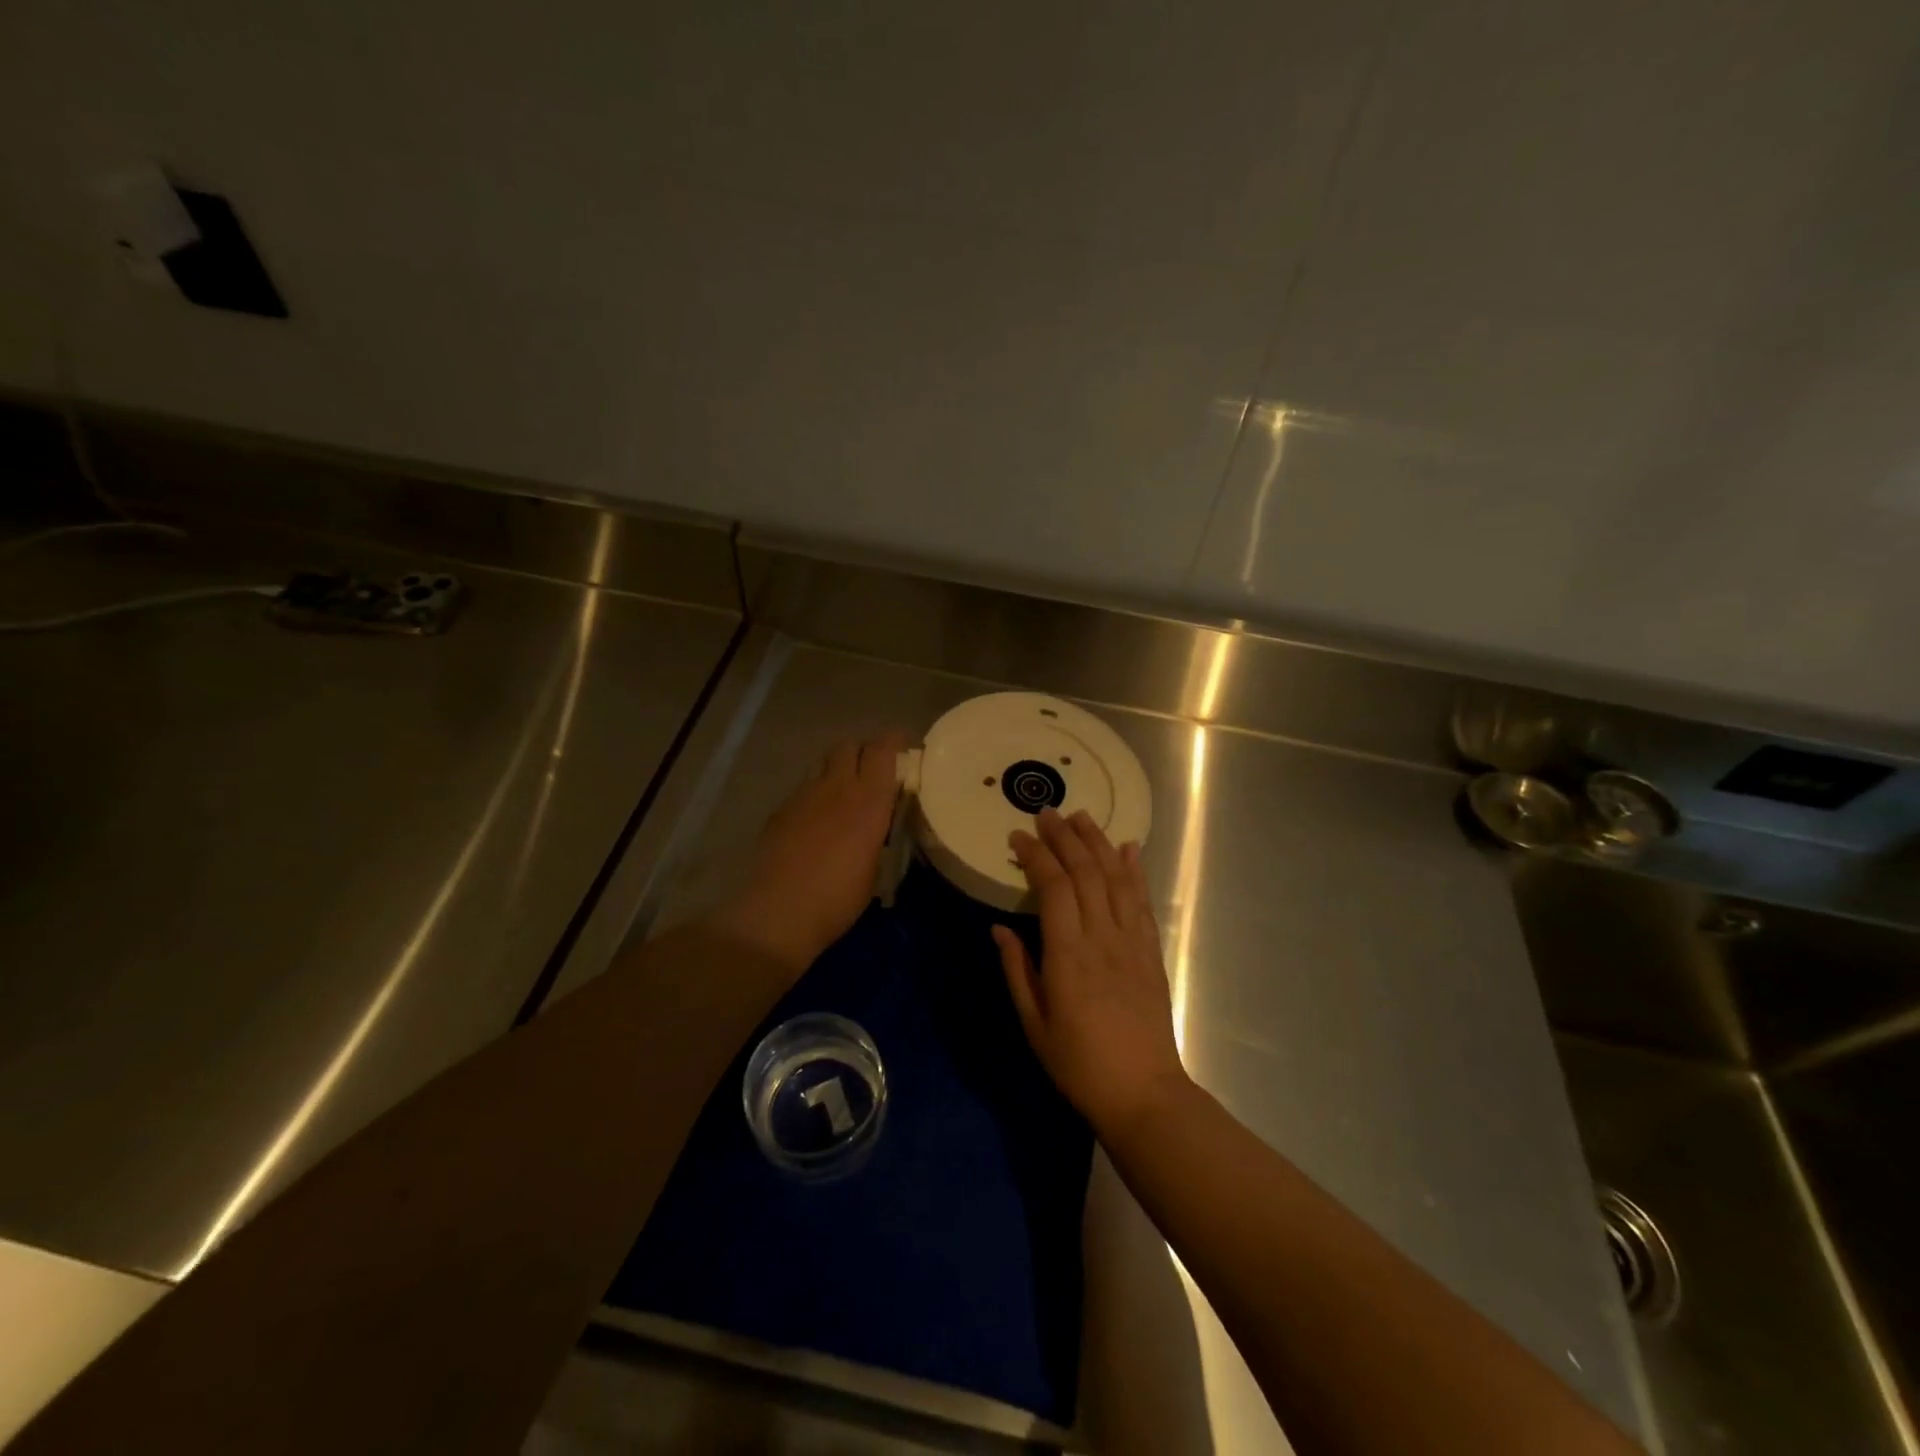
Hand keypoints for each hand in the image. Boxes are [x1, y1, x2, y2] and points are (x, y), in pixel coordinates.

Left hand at [708, 733, 906, 976]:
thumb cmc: (839, 898)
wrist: (780, 912)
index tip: (904, 746)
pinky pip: (804, 788)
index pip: (882, 749)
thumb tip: (880, 822)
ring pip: (824, 763)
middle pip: (849, 745)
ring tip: (845, 793)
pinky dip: (816, 793)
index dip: (894, 741)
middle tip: (874, 771)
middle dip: (863, 751)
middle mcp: (836, 787)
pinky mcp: (781, 809)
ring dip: (838, 769)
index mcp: (869, 801)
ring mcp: (804, 795)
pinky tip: (817, 819)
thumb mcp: (877, 867)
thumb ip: (880, 833)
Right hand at [993, 808, 1190, 1136]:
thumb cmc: (1078, 1064)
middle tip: (1047, 812)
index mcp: (1068, 955)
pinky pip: (1142, 903)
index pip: (1053, 887)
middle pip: (1086, 872)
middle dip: (1065, 837)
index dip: (1036, 856)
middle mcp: (1102, 938)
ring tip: (1082, 816)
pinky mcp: (1151, 952)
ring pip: (1116, 879)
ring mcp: (1131, 943)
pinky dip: (1135, 871)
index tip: (1019, 837)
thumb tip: (999, 928)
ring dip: (1098, 843)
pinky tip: (1129, 849)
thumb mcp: (1034, 1024)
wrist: (1143, 1093)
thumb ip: (1017, 970)